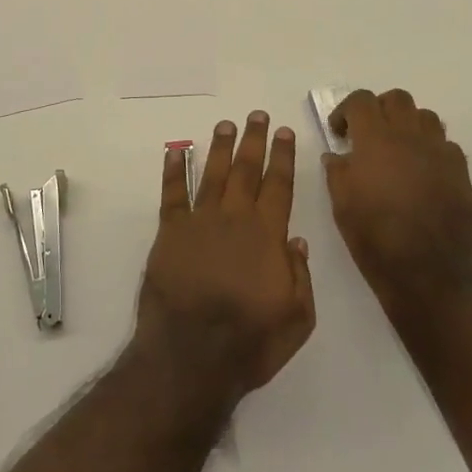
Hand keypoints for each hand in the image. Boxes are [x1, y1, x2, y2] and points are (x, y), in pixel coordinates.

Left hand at [133, 112, 316, 411]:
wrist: (190, 357)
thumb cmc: (248, 342)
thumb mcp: (296, 320)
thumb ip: (300, 277)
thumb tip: (297, 241)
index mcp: (267, 236)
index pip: (279, 186)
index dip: (283, 157)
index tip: (284, 132)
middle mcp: (235, 219)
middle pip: (247, 170)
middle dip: (254, 140)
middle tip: (257, 115)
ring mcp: (200, 222)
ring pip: (214, 174)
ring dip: (221, 147)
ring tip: (226, 125)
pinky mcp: (170, 232)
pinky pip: (172, 193)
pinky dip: (173, 170)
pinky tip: (176, 151)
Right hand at [324, 89, 471, 314]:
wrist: (432, 274)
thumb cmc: (377, 239)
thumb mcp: (342, 206)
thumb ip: (337, 172)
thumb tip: (337, 155)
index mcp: (375, 140)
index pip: (361, 100)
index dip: (346, 110)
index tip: (340, 132)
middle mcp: (409, 136)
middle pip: (396, 98)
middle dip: (379, 109)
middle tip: (369, 134)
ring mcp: (439, 151)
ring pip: (425, 115)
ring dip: (408, 124)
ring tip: (398, 149)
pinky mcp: (460, 171)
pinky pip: (445, 143)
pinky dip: (430, 148)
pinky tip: (422, 171)